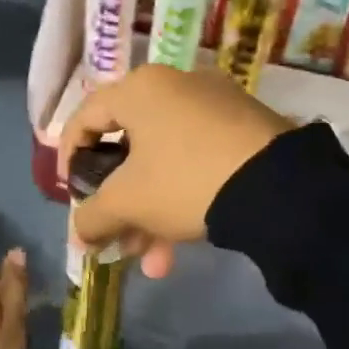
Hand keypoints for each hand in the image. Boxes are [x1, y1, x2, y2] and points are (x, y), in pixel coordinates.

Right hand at [57, 66, 291, 277]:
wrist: (279, 186)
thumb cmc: (185, 180)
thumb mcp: (129, 203)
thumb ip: (92, 217)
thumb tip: (78, 235)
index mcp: (140, 89)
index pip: (85, 117)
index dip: (69, 159)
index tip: (72, 196)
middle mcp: (176, 86)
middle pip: (129, 147)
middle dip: (119, 205)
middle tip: (115, 239)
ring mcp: (215, 105)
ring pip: (165, 162)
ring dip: (151, 214)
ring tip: (154, 262)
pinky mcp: (245, 128)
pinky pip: (197, 161)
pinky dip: (183, 198)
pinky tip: (183, 244)